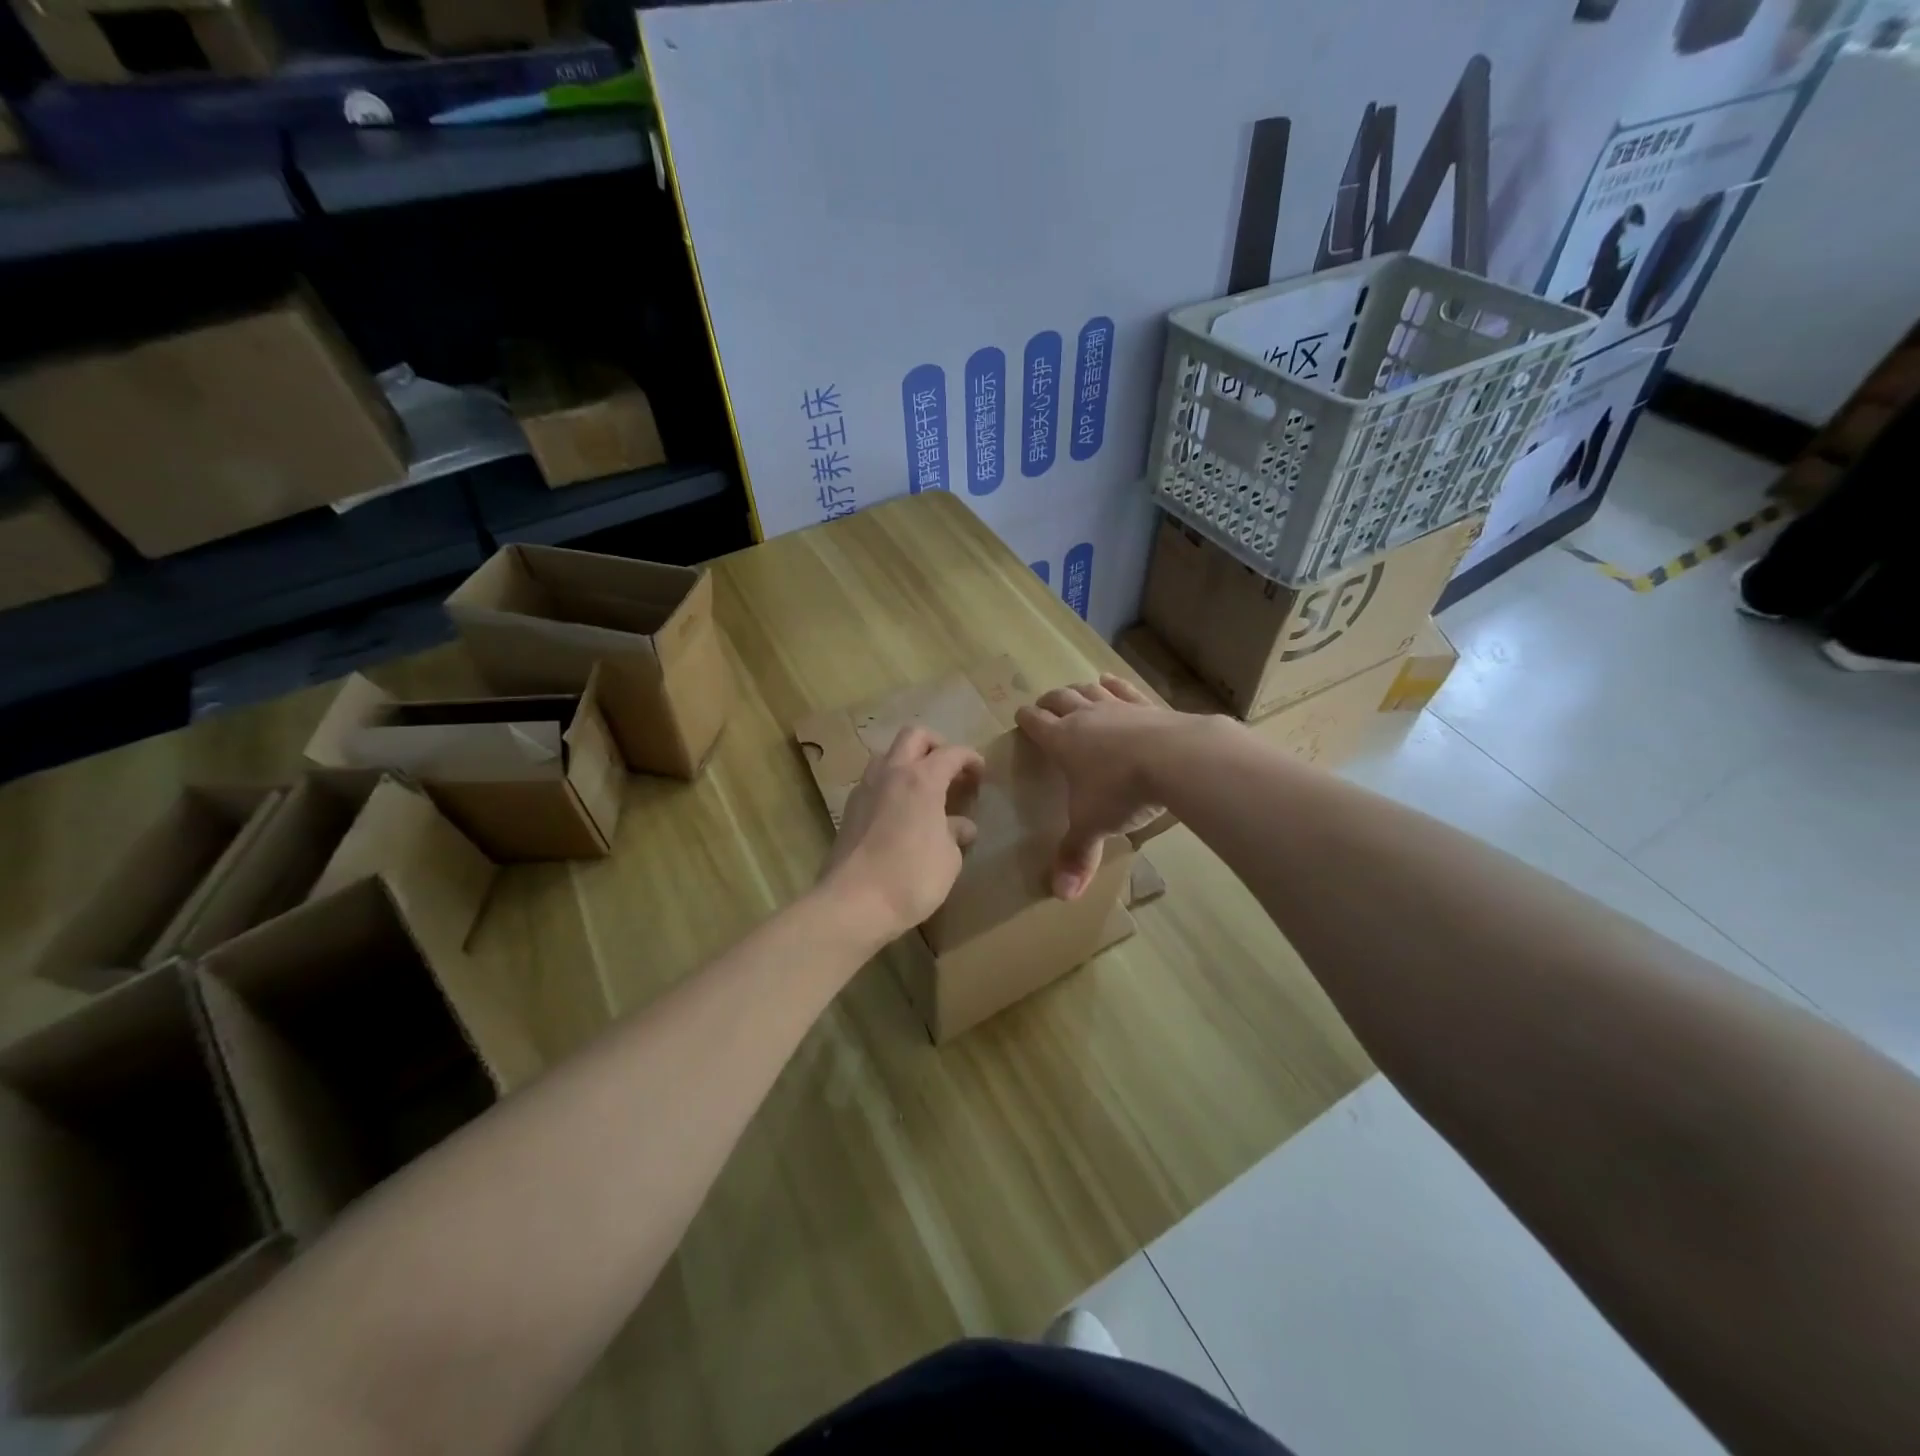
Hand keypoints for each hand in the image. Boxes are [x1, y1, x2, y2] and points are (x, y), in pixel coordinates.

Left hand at [823, 727, 984, 943]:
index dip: (971, 759)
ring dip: (908, 761)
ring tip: (924, 788)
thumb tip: (960, 826)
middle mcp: (891, 773)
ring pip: (887, 754)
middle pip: (913, 736)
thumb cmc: (911, 878)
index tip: (981, 774)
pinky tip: (901, 811)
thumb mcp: (948, 858)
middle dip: (936, 745)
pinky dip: (890, 784)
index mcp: (922, 779)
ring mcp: (865, 788)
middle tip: (950, 771)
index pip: (952, 753)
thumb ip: (955, 834)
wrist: (853, 904)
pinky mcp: (849, 809)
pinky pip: (873, 781)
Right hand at [1015, 674, 1182, 899]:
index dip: (1026, 719)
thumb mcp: (1093, 825)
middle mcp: (1086, 717)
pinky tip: (1109, 681)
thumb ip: (1076, 855)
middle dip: (1049, 701)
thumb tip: (1061, 896)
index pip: (1036, 724)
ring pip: (1090, 691)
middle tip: (1044, 705)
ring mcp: (1118, 707)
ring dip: (1078, 690)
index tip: (1021, 717)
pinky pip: (1125, 690)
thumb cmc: (1121, 790)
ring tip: (1073, 690)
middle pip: (1060, 699)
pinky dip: (1114, 684)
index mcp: (1063, 741)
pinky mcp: (1148, 706)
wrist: (1175, 759)